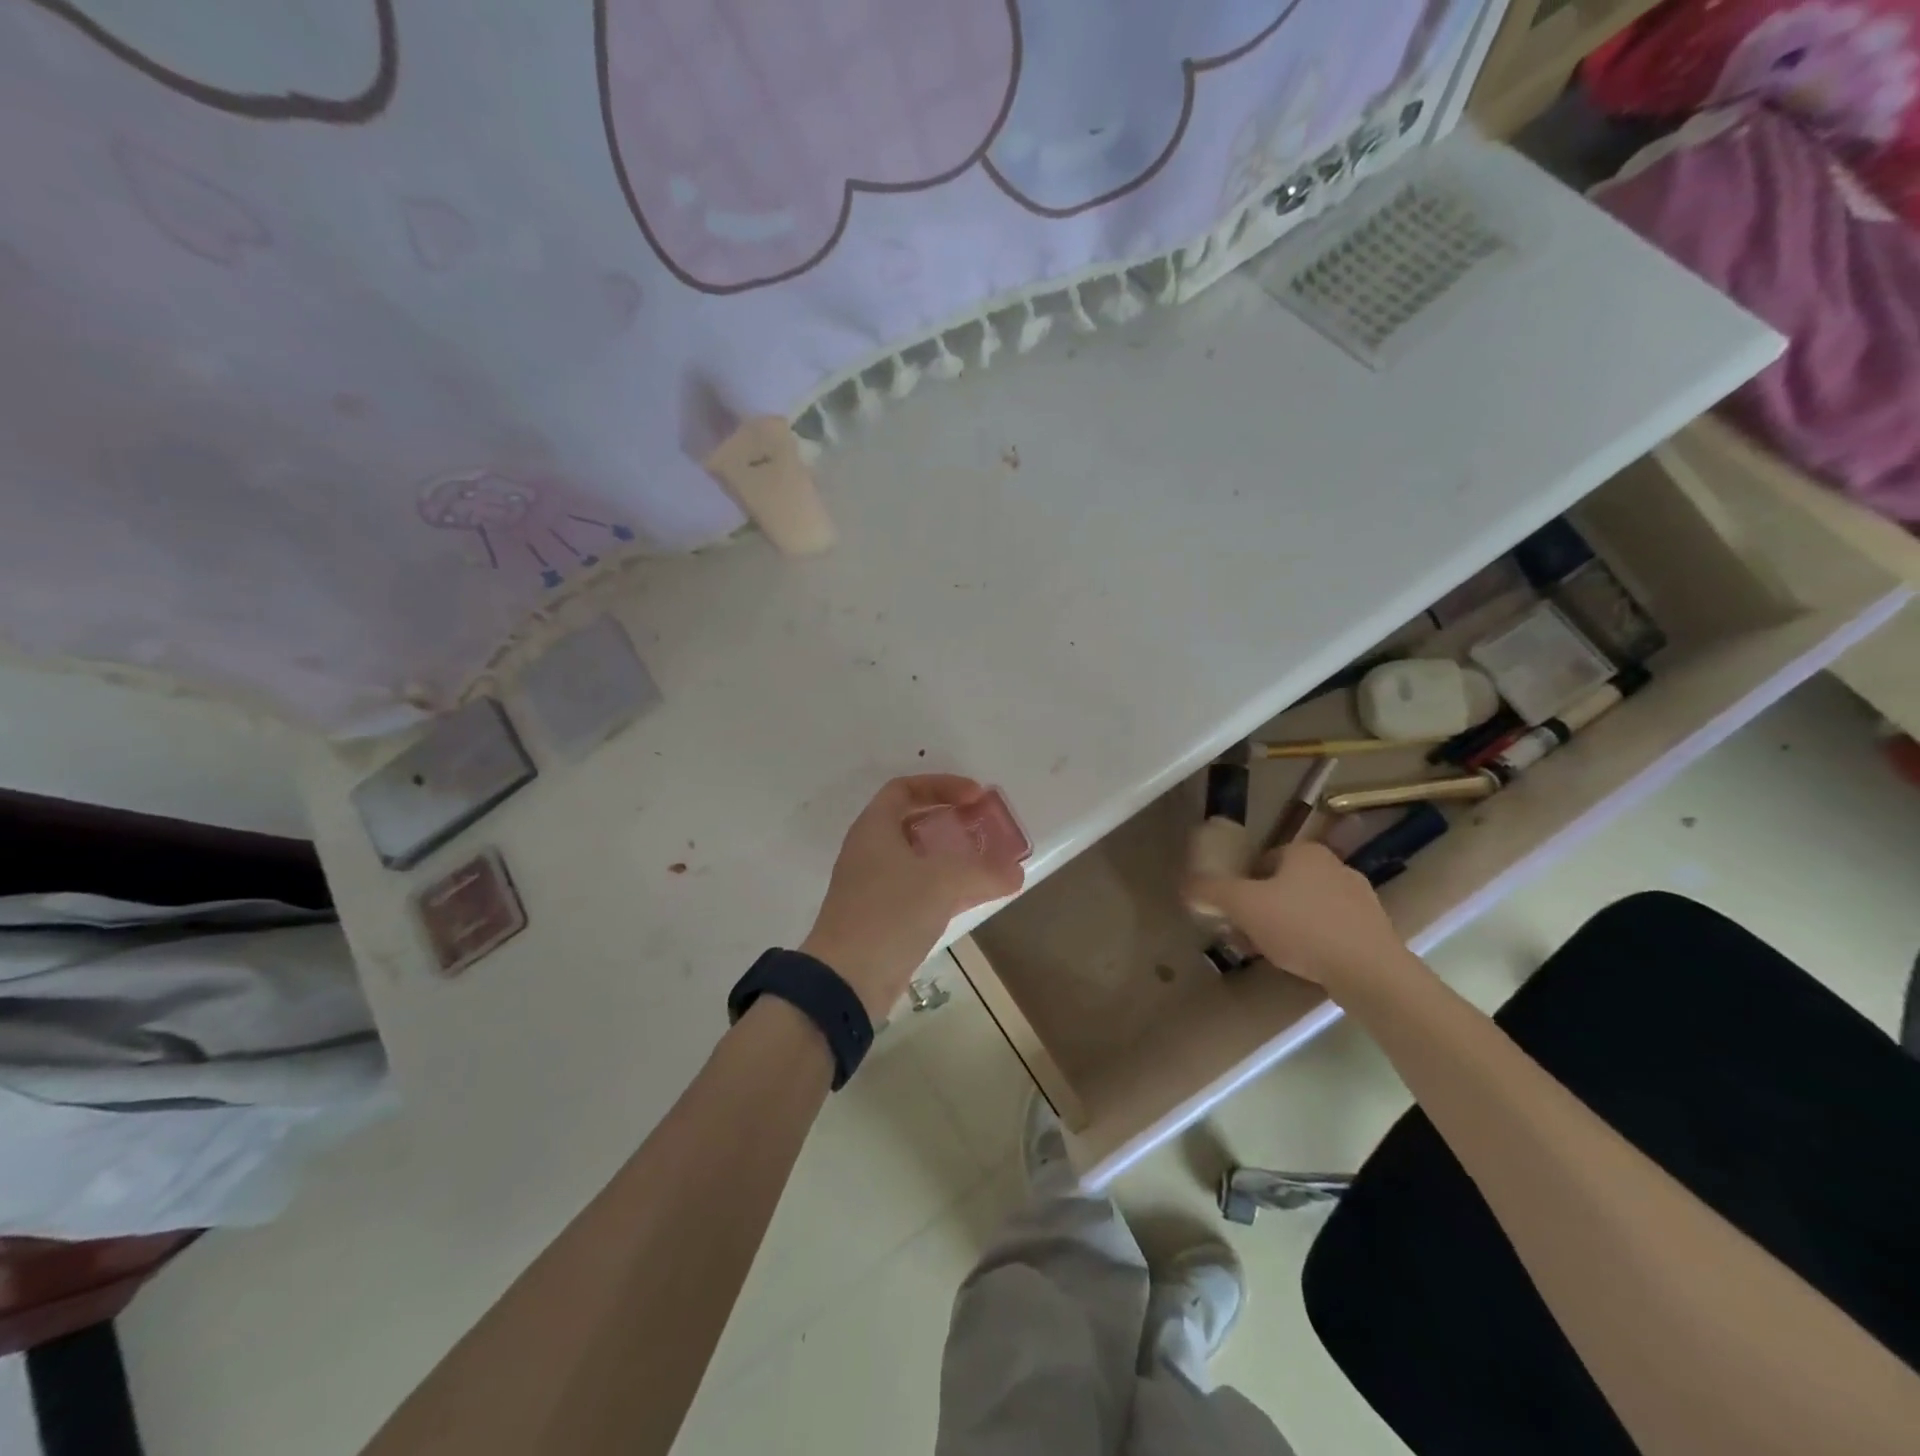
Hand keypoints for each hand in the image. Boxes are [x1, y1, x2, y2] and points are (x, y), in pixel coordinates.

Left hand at [801, 775, 1025, 1019]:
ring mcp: (873, 886)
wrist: (846, 980)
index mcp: (874, 828)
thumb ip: (984, 871)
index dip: (942, 785)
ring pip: (918, 860)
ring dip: (952, 857)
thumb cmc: (889, 913)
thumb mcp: (943, 882)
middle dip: (950, 821)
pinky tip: (974, 896)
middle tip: (983, 827)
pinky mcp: (881, 918)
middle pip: (913, 823)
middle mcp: (870, 851)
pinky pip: (918, 890)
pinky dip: (946, 887)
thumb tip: (1016, 872)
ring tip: (987, 862)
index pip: (905, 788)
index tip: (975, 796)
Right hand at [1188, 842, 1414, 990]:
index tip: (1235, 913)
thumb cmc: (1302, 927)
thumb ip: (1211, 891)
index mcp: (1305, 852)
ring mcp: (1360, 898)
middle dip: (1263, 908)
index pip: (1262, 861)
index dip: (1243, 886)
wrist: (1369, 971)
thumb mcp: (1243, 905)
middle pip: (1283, 885)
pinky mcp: (1373, 929)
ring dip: (1286, 926)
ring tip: (1274, 953)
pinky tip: (1305, 963)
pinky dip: (1313, 941)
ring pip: (1307, 908)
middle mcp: (1335, 866)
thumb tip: (1187, 886)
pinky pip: (1330, 929)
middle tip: (1248, 935)